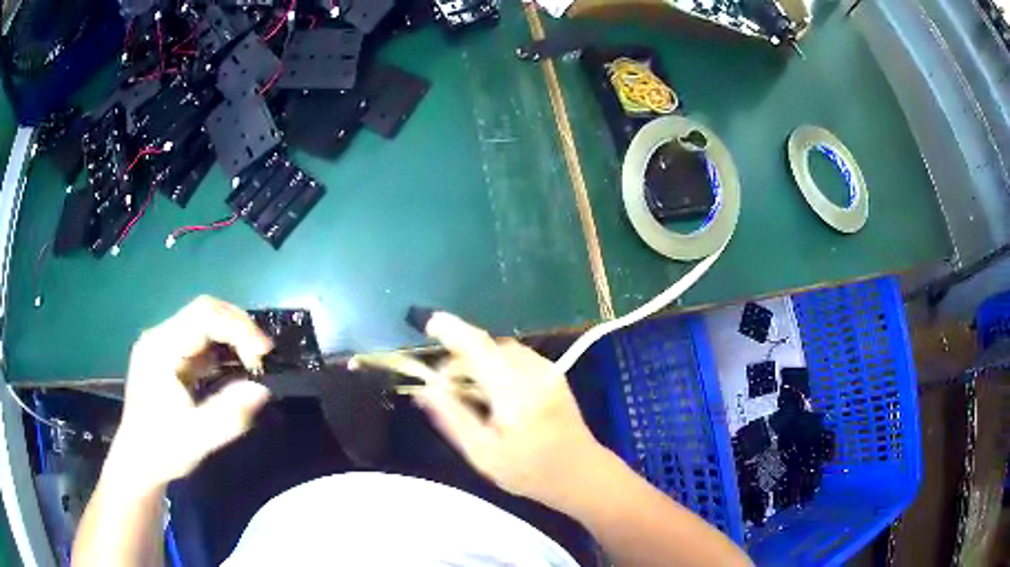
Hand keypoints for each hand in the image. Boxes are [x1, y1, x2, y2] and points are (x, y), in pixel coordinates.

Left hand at [108, 296, 272, 490]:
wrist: (139, 463)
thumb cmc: (163, 450)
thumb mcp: (197, 438)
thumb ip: (228, 415)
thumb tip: (262, 390)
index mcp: (160, 348)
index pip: (203, 316)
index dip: (237, 326)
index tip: (264, 351)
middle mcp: (160, 337)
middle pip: (204, 312)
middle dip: (238, 328)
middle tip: (263, 355)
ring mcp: (164, 346)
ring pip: (204, 323)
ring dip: (232, 337)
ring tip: (254, 361)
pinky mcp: (170, 358)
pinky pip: (201, 341)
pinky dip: (223, 349)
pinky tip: (235, 367)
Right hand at [415, 312, 607, 507]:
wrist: (582, 474)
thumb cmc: (530, 472)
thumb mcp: (483, 453)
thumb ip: (453, 418)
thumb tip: (424, 389)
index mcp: (516, 392)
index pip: (478, 348)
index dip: (452, 330)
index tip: (428, 322)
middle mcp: (534, 372)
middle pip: (488, 346)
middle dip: (460, 357)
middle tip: (443, 386)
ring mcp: (548, 370)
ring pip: (502, 349)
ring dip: (478, 360)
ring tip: (465, 390)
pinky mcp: (553, 374)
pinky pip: (516, 357)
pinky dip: (495, 364)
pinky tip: (491, 390)